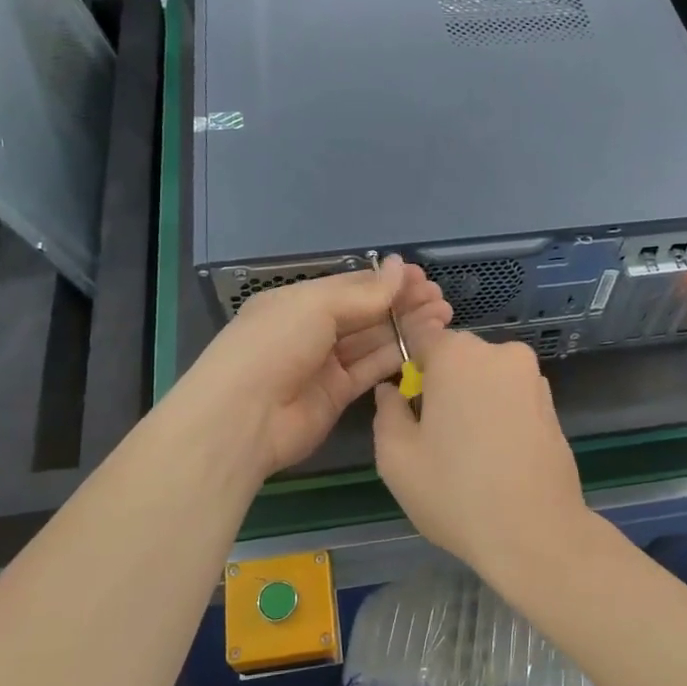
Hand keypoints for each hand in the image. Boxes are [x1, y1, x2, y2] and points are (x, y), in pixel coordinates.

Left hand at [183, 256, 449, 477]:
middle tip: (441, 298)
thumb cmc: (274, 346)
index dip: (386, 282)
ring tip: (443, 317)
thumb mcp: (316, 307)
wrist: (243, 418)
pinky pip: (370, 371)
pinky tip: (424, 346)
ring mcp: (325, 365)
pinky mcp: (337, 396)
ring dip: (406, 328)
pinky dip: (396, 358)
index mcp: (299, 301)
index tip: (422, 278)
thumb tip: (400, 267)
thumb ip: (364, 293)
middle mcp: (312, 330)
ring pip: (372, 341)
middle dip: (402, 304)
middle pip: (365, 313)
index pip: (351, 286)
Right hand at [372, 327, 589, 576]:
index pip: (421, 336)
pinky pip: (511, 396)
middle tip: (432, 432)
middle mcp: (499, 353)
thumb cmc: (455, 492)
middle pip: (456, 356)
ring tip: (466, 449)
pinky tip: (495, 454)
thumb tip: (392, 391)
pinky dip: (498, 413)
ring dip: (472, 398)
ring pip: (486, 376)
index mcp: (457, 355)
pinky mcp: (552, 405)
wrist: (536, 533)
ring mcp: (532, 378)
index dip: (408, 364)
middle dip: (441, 382)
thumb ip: (387, 412)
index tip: (405, 397)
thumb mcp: (396, 457)